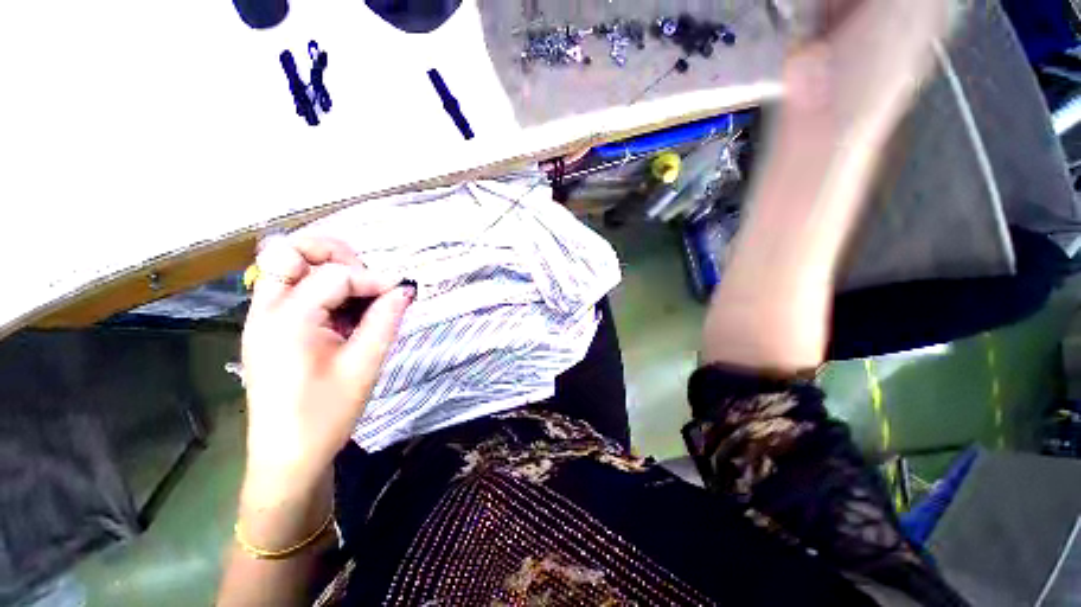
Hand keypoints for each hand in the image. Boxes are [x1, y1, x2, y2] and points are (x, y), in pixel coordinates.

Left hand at [240, 235, 414, 505]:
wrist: (288, 457)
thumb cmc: (326, 415)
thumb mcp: (364, 365)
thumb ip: (385, 320)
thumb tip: (404, 289)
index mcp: (287, 321)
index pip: (334, 276)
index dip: (372, 280)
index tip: (399, 293)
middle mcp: (266, 311)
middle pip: (289, 251)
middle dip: (334, 254)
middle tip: (367, 276)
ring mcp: (263, 319)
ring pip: (287, 266)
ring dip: (326, 268)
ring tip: (359, 291)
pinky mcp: (270, 329)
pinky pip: (292, 289)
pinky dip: (321, 287)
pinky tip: (345, 310)